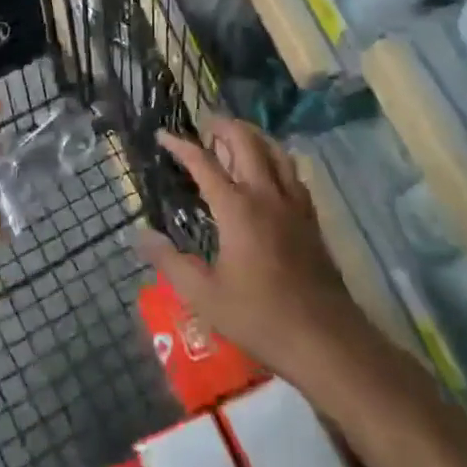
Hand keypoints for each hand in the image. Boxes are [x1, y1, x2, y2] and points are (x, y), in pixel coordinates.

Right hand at [136, 118, 369, 384]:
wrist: (326, 340)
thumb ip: (169, 261)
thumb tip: (140, 234)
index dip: (181, 144)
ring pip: (275, 151)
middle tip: (204, 126)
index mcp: (237, 208)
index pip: (204, 162)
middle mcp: (266, 195)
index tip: (162, 135)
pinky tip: (269, 171)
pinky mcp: (311, 218)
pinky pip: (292, 173)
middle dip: (223, 126)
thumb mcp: (204, 296)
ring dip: (253, 136)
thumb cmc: (259, 317)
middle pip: (246, 142)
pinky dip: (275, 158)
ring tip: (235, 138)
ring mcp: (294, 204)